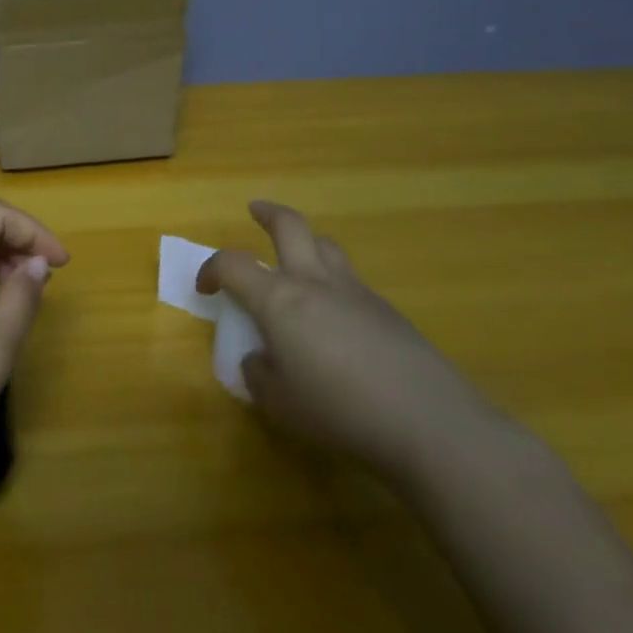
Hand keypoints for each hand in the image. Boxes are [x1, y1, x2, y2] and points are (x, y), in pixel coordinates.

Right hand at [199, 202, 496, 484]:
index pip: (232, 264)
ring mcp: (356, 292)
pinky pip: (351, 281)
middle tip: (255, 211)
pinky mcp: (388, 311)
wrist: (427, 421)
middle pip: (290, 226)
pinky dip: (334, 283)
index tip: (206, 288)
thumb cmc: (337, 409)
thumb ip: (258, 375)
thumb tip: (259, 359)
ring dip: (306, 243)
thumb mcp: (278, 403)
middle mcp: (315, 282)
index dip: (211, 269)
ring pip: (327, 246)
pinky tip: (336, 318)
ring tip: (298, 259)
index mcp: (278, 299)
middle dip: (268, 214)